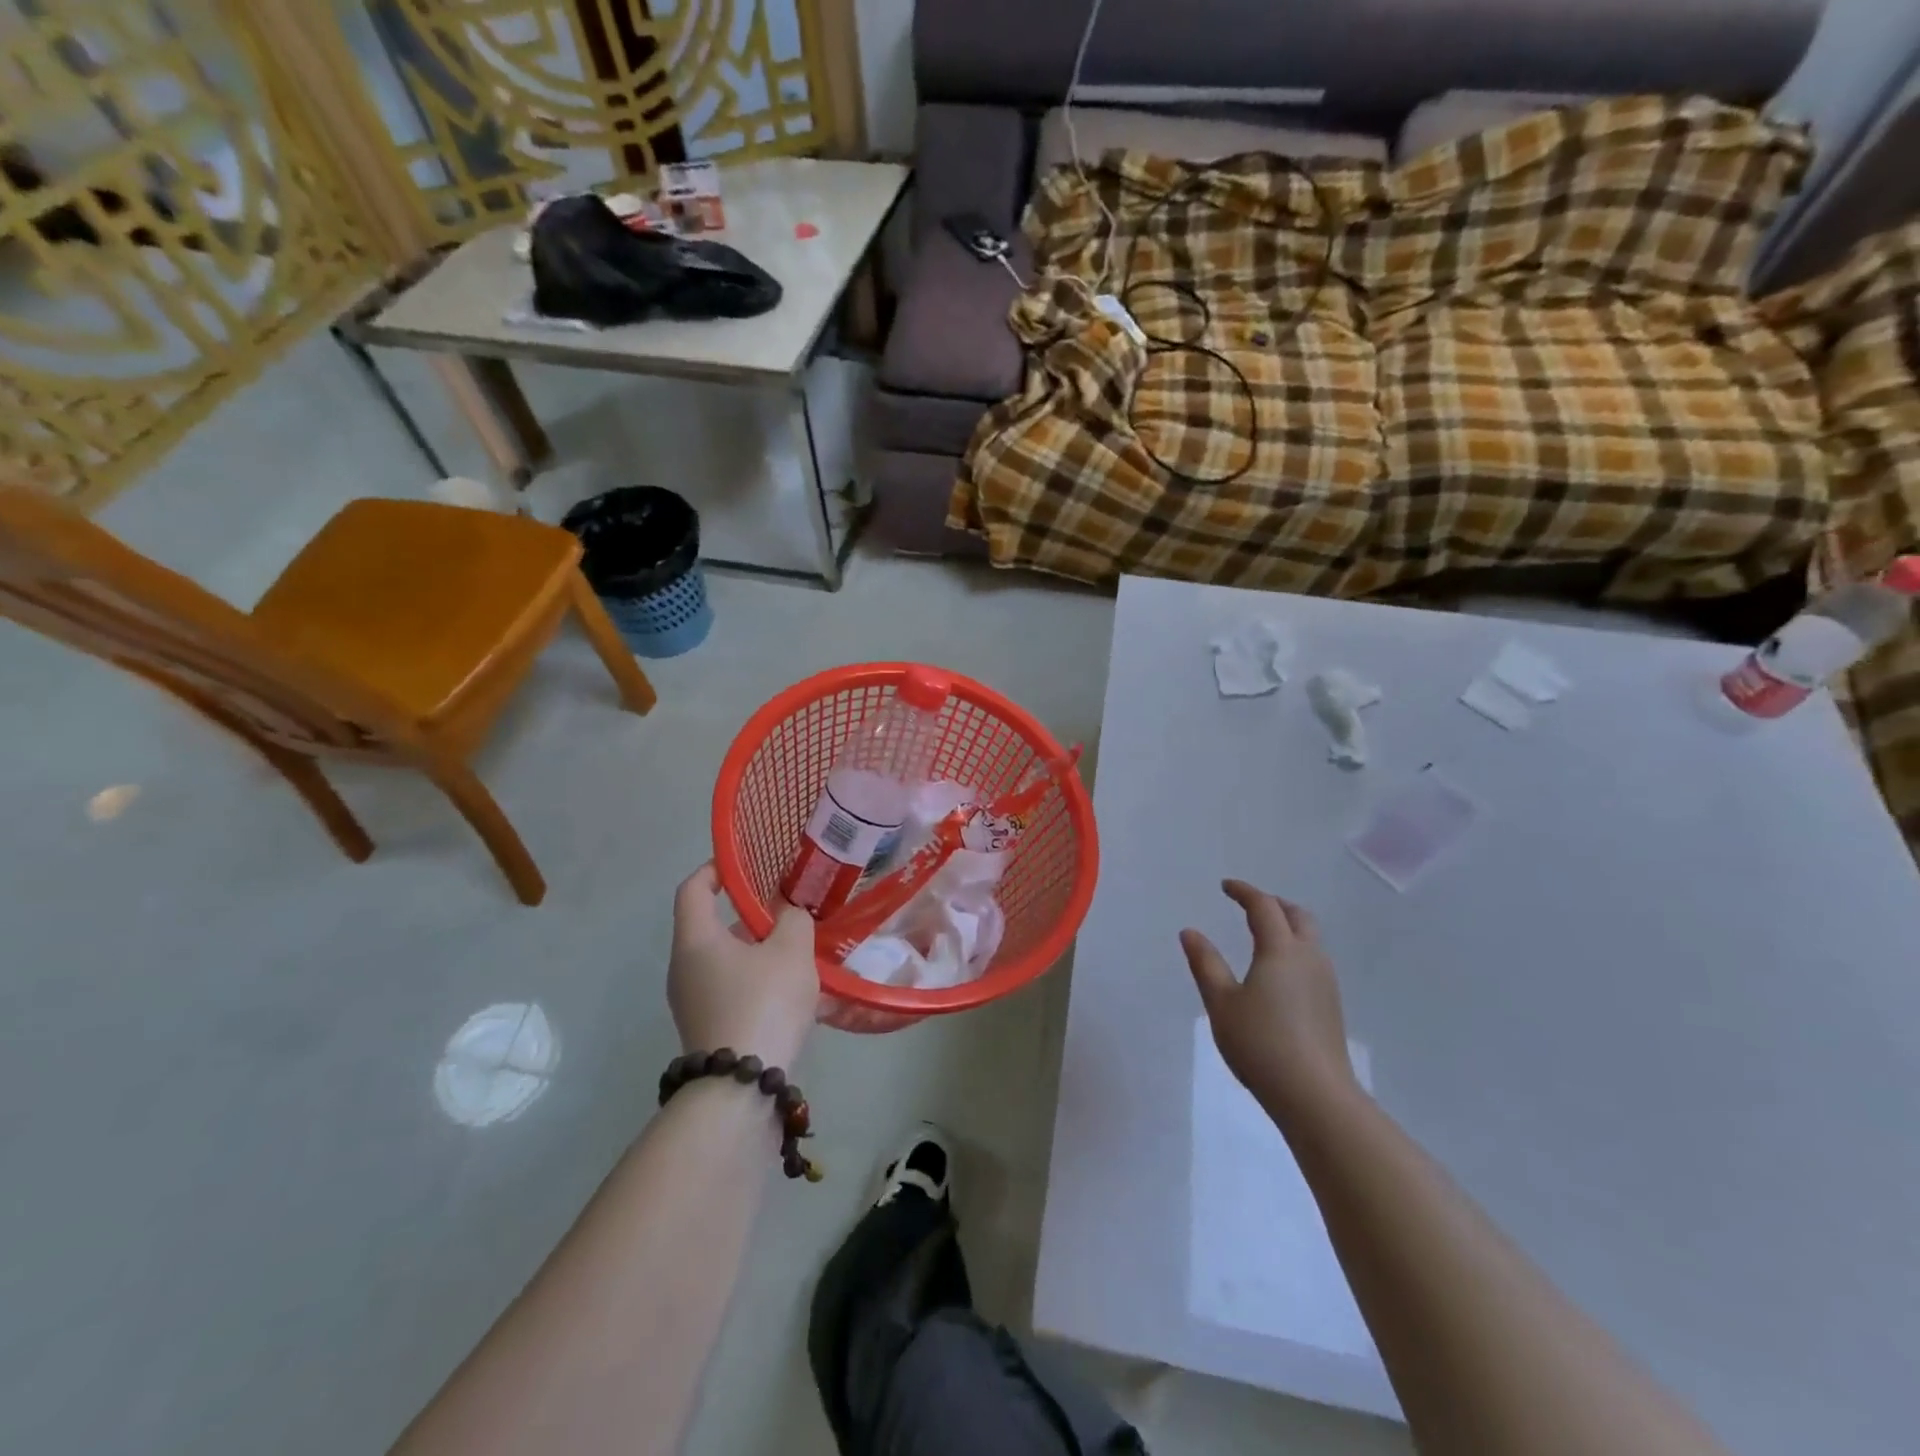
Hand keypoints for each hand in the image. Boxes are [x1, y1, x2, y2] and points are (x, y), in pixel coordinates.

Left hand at [670, 864, 818, 1068]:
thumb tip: (789, 913)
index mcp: (697, 940)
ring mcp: (693, 1002)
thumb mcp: (791, 951)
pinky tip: (797, 995)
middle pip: (714, 927)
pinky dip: (760, 983)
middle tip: (790, 913)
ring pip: (728, 962)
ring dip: (761, 953)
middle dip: (753, 917)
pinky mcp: (708, 1029)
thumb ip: (794, 920)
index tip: (743, 865)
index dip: (714, 869)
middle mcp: (685, 968)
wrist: (741, 1089)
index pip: (692, 889)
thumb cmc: (763, 1002)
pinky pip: (734, 991)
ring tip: (802, 956)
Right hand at [1181, 880, 1356, 1115]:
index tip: (1225, 887)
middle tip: (1249, 905)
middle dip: (1273, 904)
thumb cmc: (1260, 1043)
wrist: (1315, 1095)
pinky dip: (1295, 949)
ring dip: (1288, 926)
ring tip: (1263, 935)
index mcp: (1280, 950)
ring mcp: (1325, 982)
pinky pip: (1314, 960)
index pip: (1264, 907)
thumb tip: (1190, 932)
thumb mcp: (1221, 1003)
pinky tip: (1279, 972)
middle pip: (1297, 916)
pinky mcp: (1331, 1005)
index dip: (1244, 892)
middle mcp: (1309, 958)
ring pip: (1310, 938)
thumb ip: (1205, 963)